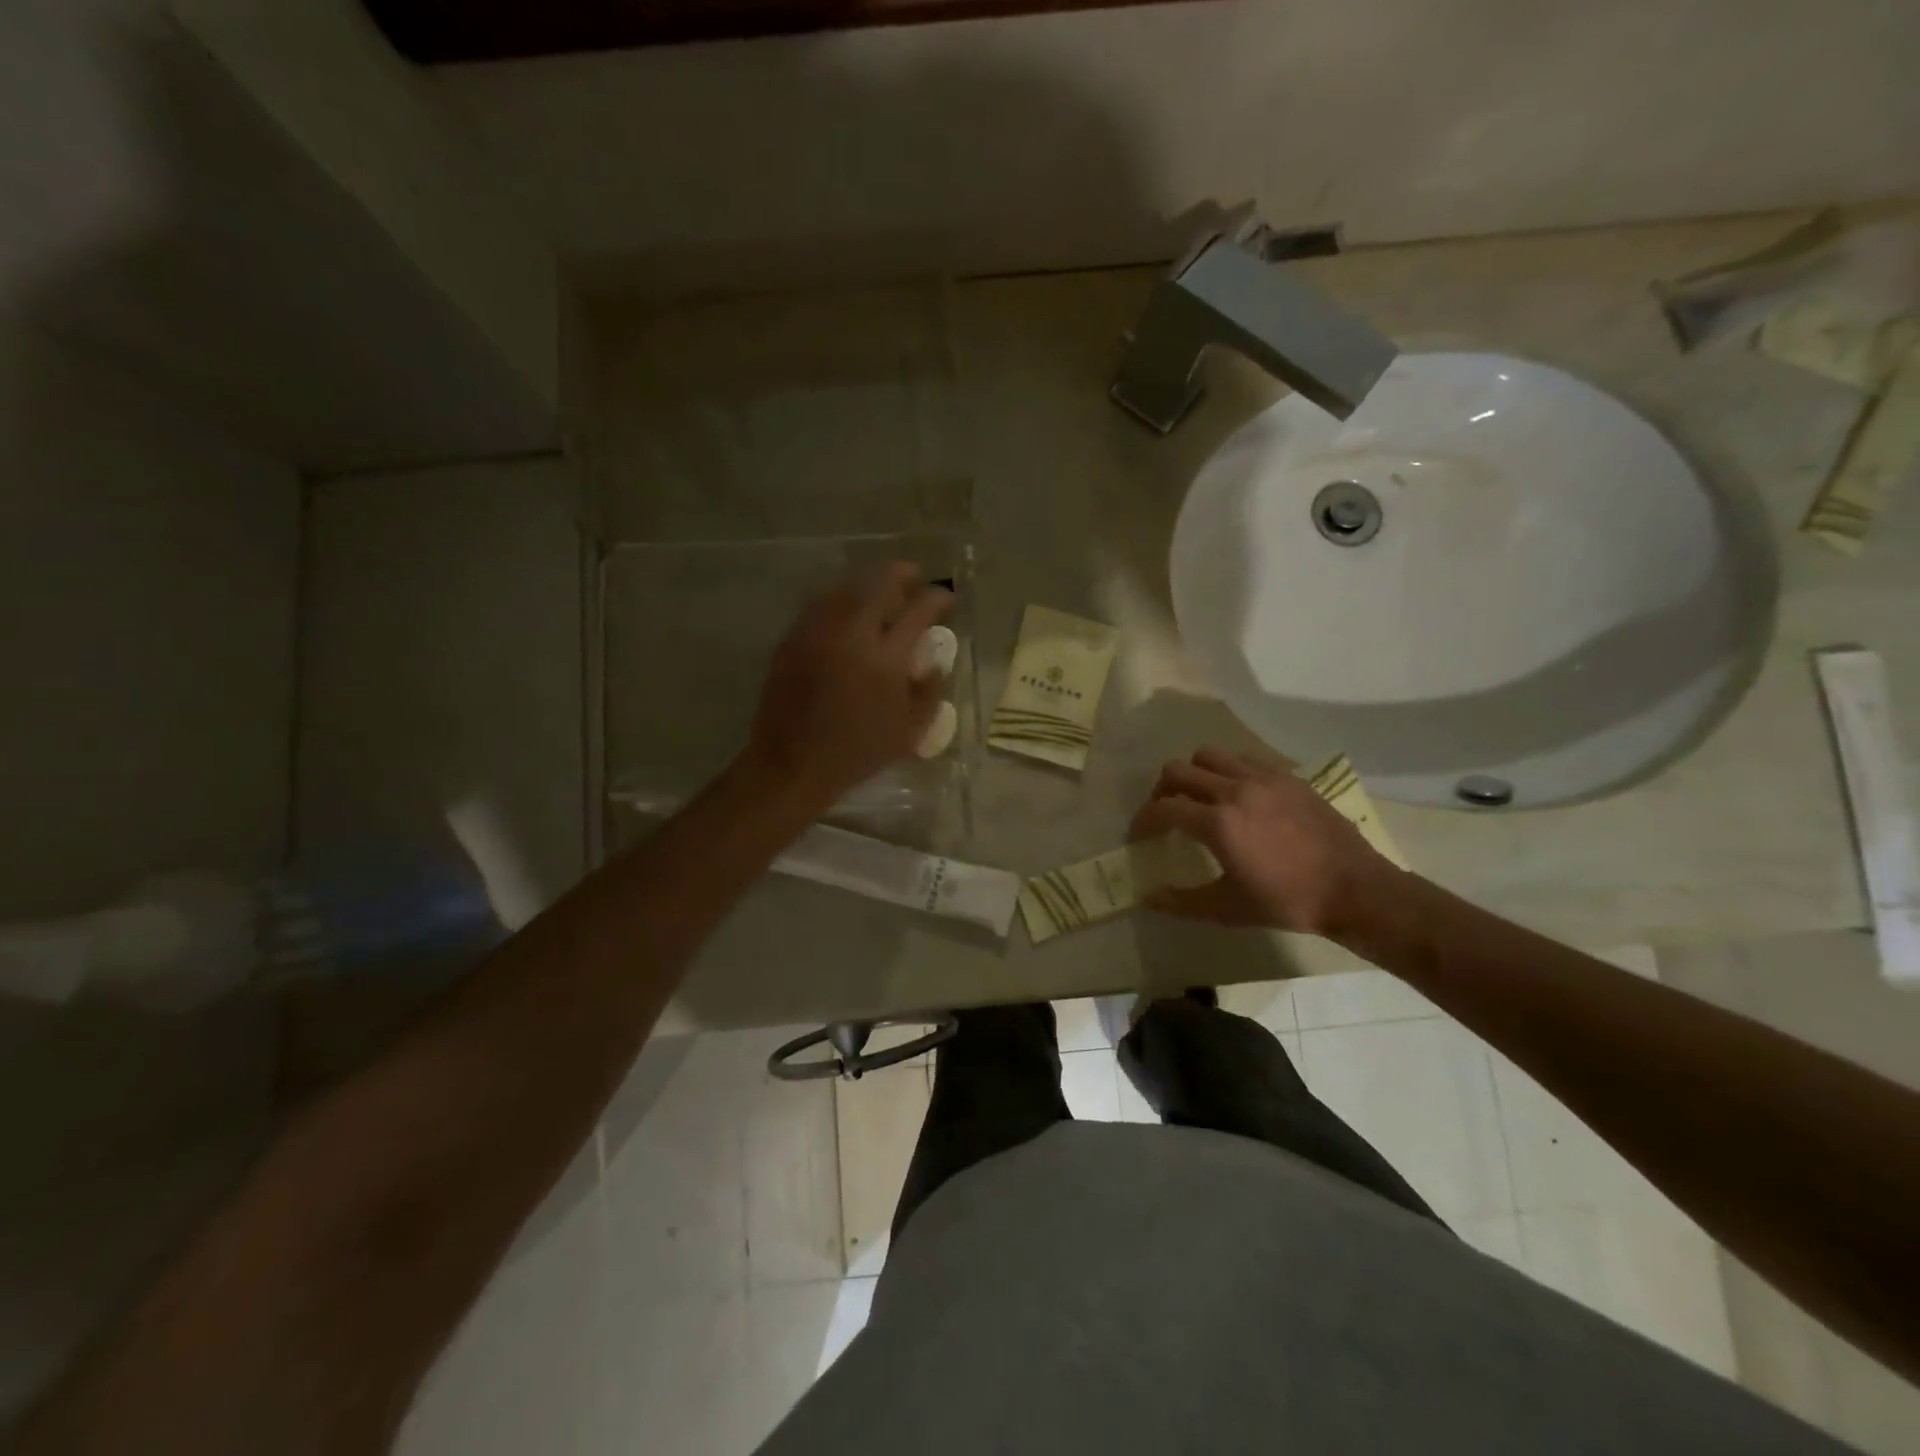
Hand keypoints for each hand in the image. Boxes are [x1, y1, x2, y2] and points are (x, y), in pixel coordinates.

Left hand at [744, 562, 952, 803]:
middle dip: (903, 573)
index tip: (946, 600)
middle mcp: (851, 633)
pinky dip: (842, 600)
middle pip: (879, 581)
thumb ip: (929, 692)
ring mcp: (818, 631)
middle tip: (914, 579)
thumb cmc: (857, 753)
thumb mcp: (910, 732)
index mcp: (885, 658)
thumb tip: (932, 662)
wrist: (792, 763)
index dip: (938, 598)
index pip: (919, 610)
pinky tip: (850, 614)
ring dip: (870, 584)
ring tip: (883, 595)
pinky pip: (822, 604)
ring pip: (847, 587)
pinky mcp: (793, 638)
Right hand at [1129, 746, 1398, 935]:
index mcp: (1218, 822)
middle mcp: (1235, 789)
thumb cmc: (1287, 902)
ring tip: (1199, 797)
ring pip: (1210, 755)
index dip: (1143, 820)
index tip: (1140, 834)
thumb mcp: (1228, 909)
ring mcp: (1263, 778)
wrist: (1354, 889)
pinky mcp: (1287, 777)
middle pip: (1179, 770)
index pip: (1163, 808)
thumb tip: (1148, 898)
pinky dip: (1228, 771)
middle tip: (1165, 813)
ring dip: (1194, 773)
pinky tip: (1238, 796)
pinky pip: (1244, 759)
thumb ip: (1182, 902)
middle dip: (1162, 790)